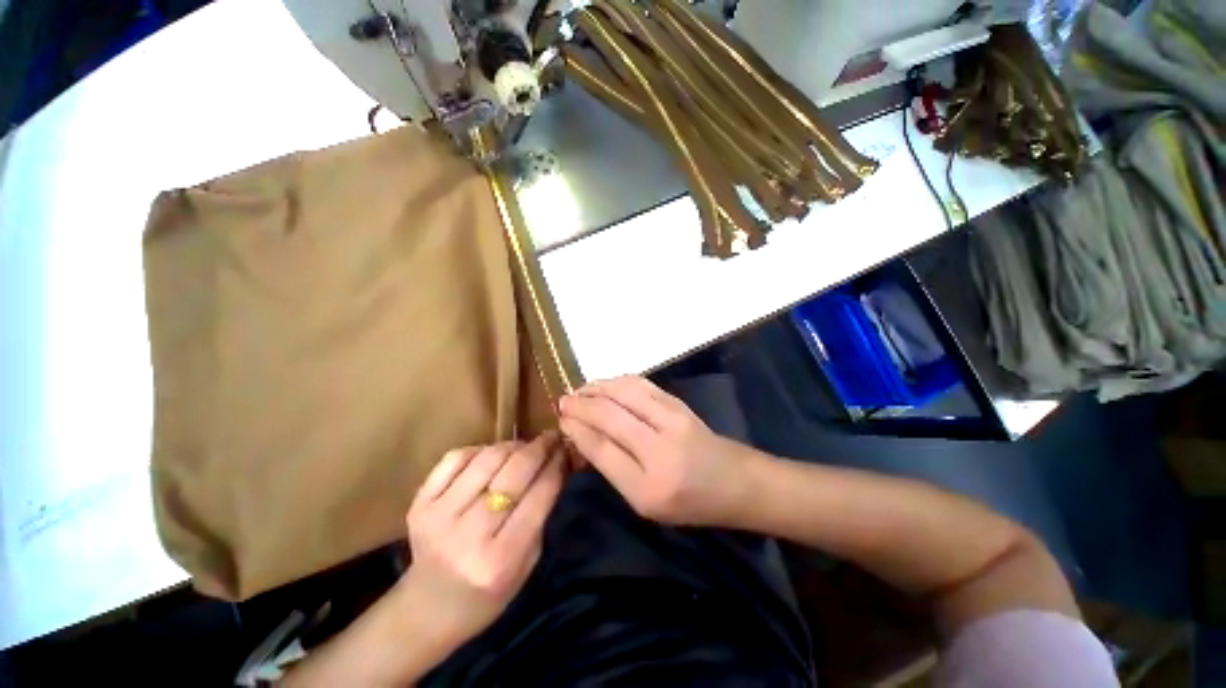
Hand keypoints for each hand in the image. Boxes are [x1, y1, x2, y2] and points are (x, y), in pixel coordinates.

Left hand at [398, 433, 565, 645]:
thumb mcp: (527, 563)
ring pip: (487, 459)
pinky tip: (490, 456)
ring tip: (523, 448)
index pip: (539, 496)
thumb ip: (541, 514)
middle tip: (550, 438)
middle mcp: (468, 536)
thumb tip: (555, 464)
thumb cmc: (489, 592)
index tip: (564, 449)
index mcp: (501, 560)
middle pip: (513, 473)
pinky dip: (479, 449)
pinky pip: (455, 458)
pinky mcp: (419, 503)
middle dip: (538, 448)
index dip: (555, 466)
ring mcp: (438, 517)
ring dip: (512, 446)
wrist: (428, 610)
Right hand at [558, 376, 756, 526]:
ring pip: (624, 392)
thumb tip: (582, 433)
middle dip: (581, 404)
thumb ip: (613, 467)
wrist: (734, 482)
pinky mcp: (679, 403)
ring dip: (596, 387)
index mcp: (648, 487)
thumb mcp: (644, 502)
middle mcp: (660, 449)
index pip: (602, 448)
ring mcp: (673, 420)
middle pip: (610, 415)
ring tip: (580, 391)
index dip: (577, 428)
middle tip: (563, 401)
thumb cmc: (687, 502)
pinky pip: (641, 384)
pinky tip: (605, 385)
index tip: (561, 418)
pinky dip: (617, 381)